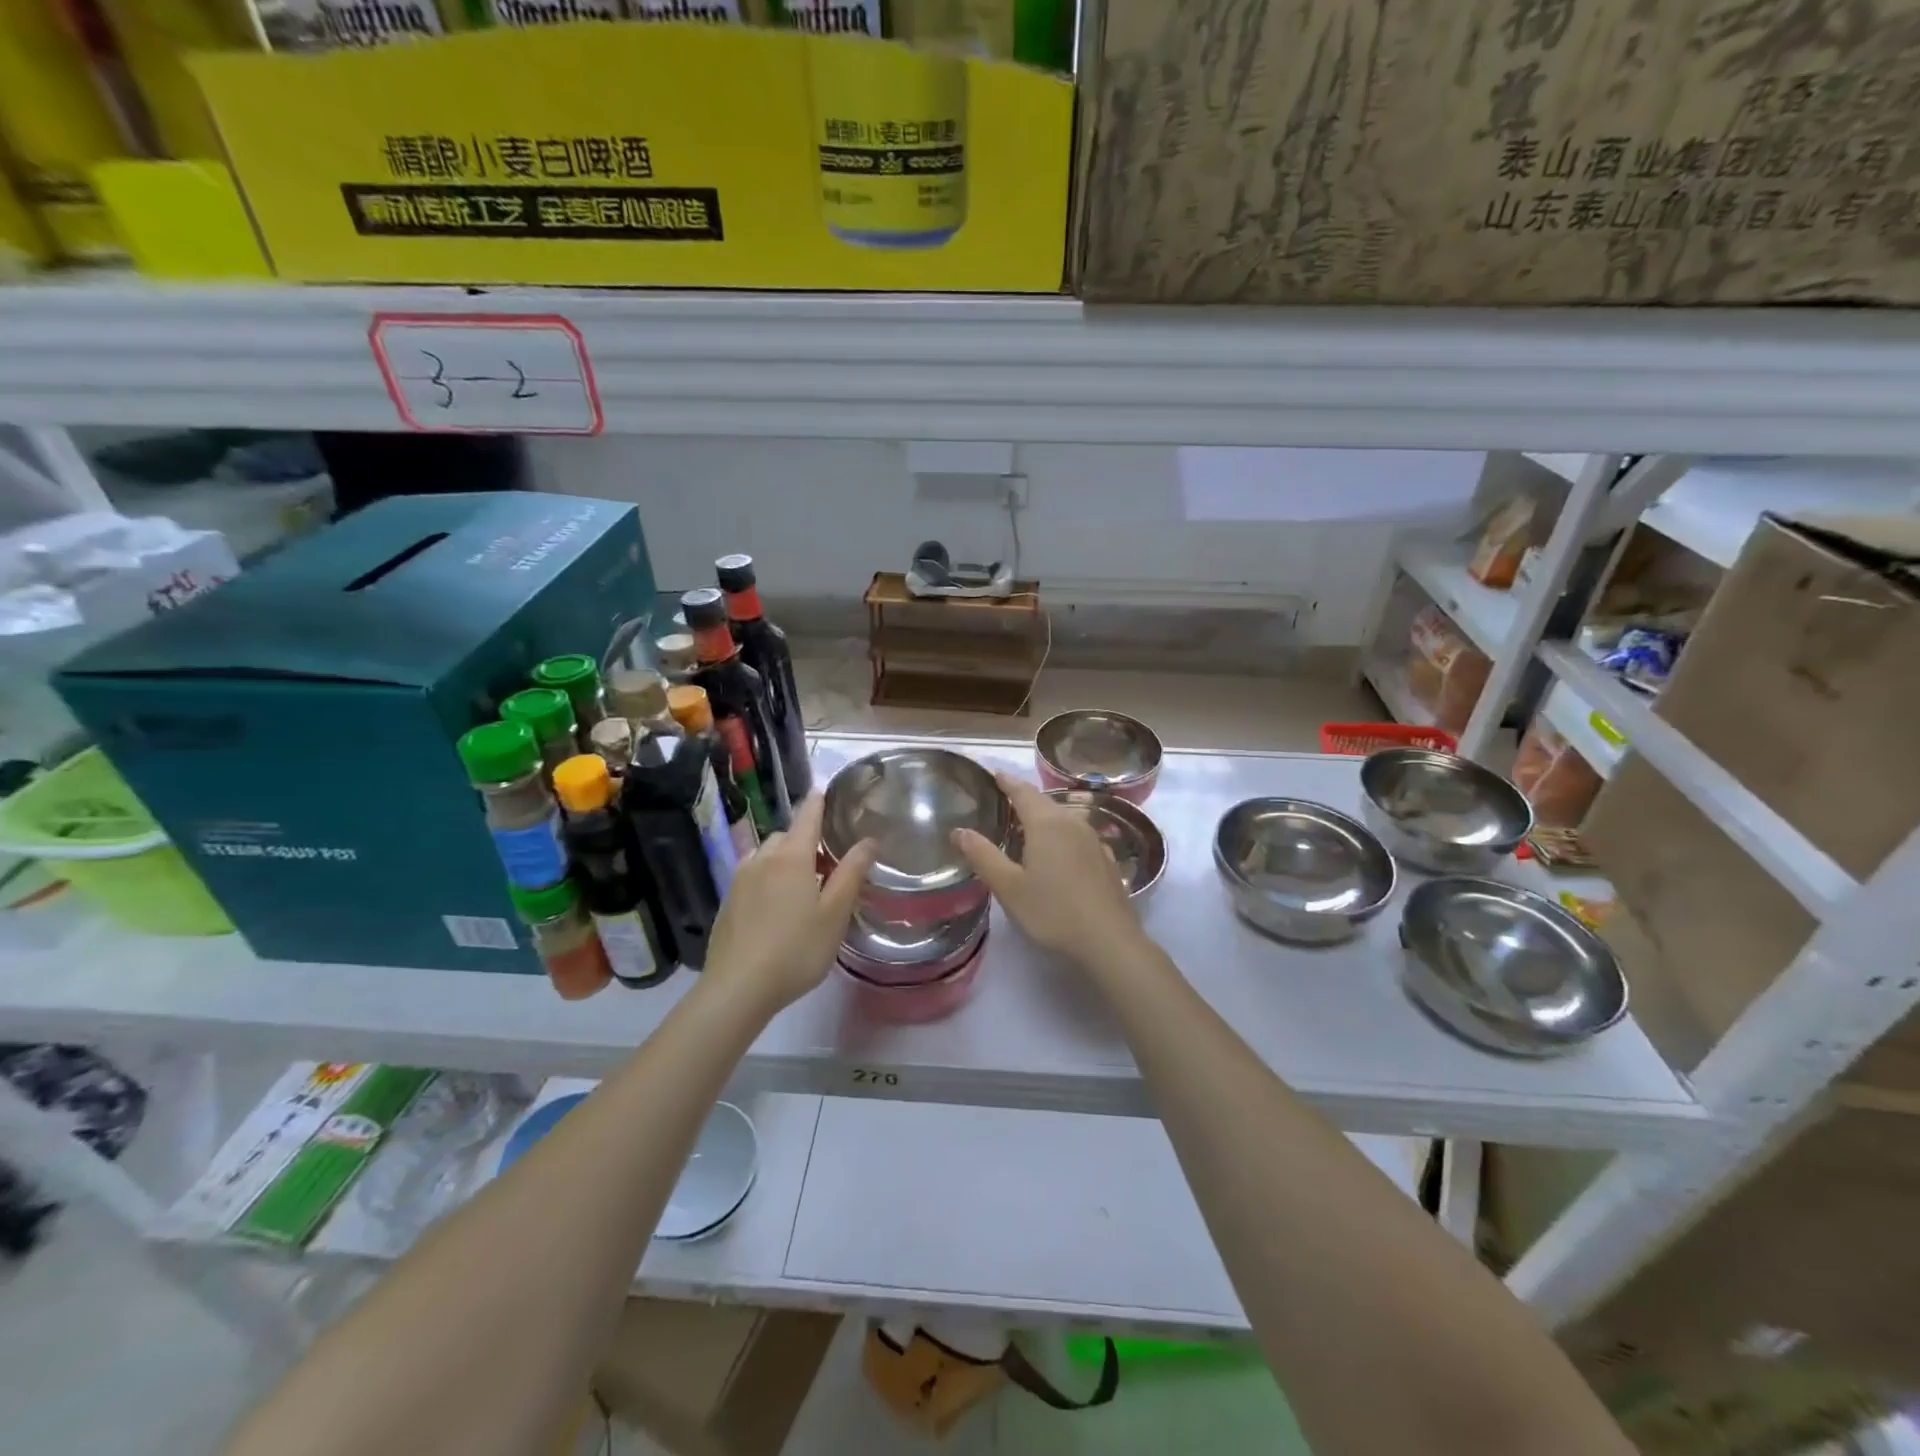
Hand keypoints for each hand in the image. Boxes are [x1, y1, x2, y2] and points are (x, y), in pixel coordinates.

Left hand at [706, 795, 874, 1011]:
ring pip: (765, 855)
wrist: (738, 988)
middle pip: (785, 835)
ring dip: (783, 859)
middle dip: (804, 840)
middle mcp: (762, 859)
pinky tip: (775, 907)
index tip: (826, 792)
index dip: (819, 802)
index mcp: (791, 856)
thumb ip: (852, 873)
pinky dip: (766, 878)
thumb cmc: (796, 949)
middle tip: (825, 863)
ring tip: (800, 885)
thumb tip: (869, 840)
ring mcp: (739, 879)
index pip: (807, 816)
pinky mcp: (727, 902)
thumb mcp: (834, 913)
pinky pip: (751, 876)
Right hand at [953, 773, 1143, 965]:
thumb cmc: (1052, 911)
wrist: (1108, 940)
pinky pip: (1078, 836)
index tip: (994, 775)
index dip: (1007, 782)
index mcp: (1046, 823)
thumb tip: (959, 831)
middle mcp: (1072, 822)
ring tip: (1027, 828)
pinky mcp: (1106, 859)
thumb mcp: (1008, 887)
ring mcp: (1094, 840)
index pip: (1023, 791)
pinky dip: (1063, 835)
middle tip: (1004, 803)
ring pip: (1064, 818)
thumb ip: (983, 856)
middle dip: (1024, 799)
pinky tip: (1059, 853)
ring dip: (1044, 817)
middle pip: (1045, 802)